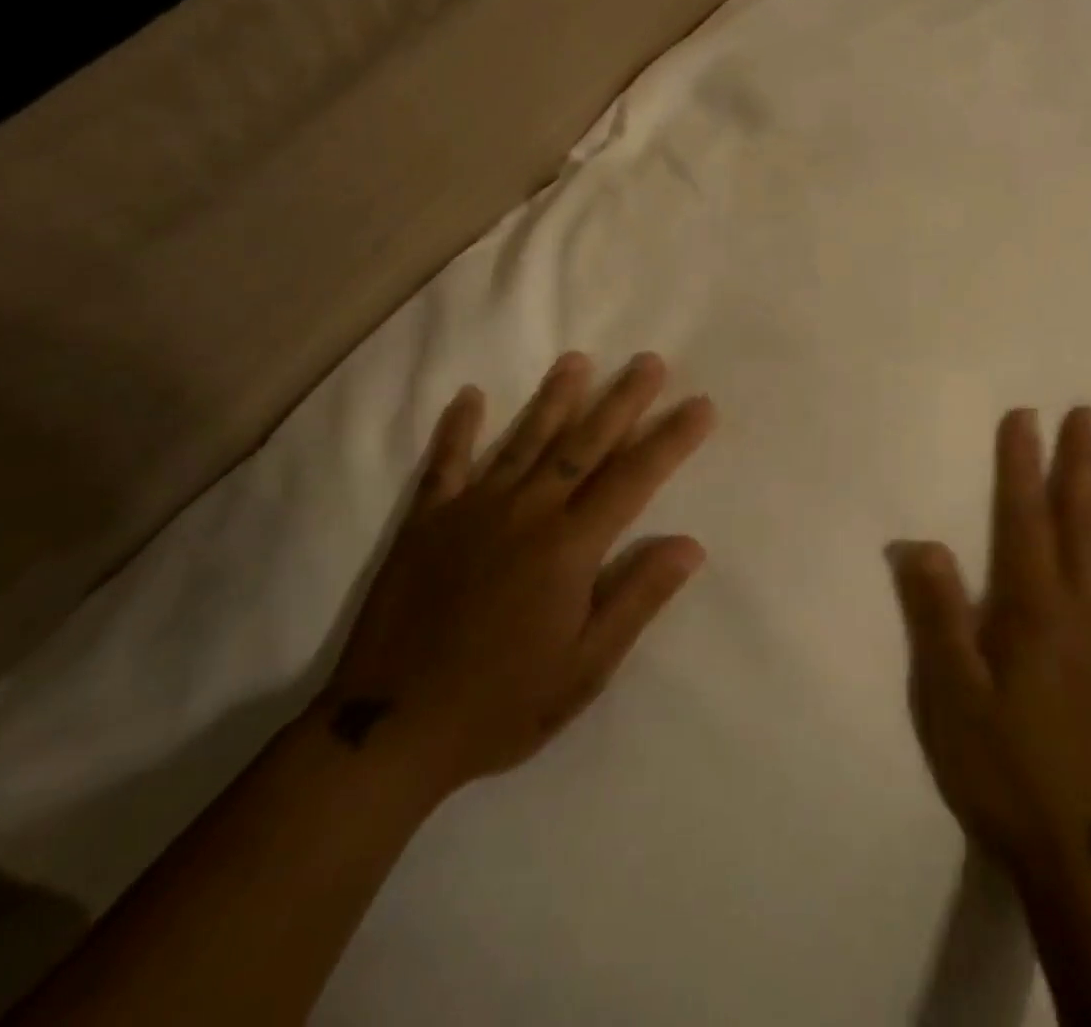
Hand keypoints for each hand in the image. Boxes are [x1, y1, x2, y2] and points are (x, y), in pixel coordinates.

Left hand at [320, 352, 714, 815]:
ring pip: (524, 440)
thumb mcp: (586, 668)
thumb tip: (690, 545)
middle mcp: (526, 512)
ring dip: (554, 398)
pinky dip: (458, 428)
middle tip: (649, 362)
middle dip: (622, 400)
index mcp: (569, 546)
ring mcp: (472, 510)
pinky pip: (446, 463)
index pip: (634, 478)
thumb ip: (637, 598)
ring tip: (577, 360)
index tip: (701, 405)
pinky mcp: (426, 521)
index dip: (671, 439)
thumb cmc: (502, 704)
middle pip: (584, 443)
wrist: (389, 729)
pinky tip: (470, 396)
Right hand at [888, 408, 1090, 876]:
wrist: (1070, 845)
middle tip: (1089, 415)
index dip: (1022, 466)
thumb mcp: (950, 693)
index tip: (1025, 416)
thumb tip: (920, 544)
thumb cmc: (998, 762)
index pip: (1024, 520)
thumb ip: (938, 616)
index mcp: (1032, 609)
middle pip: (1079, 523)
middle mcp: (1078, 611)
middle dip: (1080, 465)